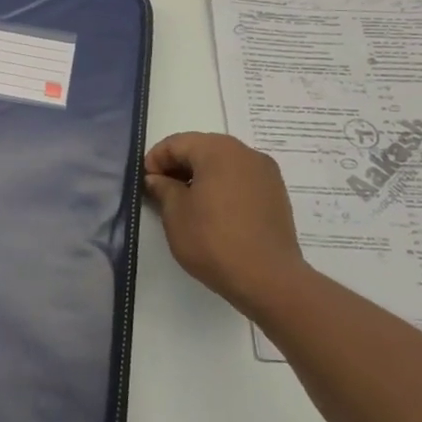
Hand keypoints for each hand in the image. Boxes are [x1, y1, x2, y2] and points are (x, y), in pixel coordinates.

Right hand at [142, 132, 313, 316]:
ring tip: (187, 203)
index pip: (177, 143)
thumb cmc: (213, 240)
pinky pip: (241, 179)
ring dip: (201, 176)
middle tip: (162, 191)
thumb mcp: (175, 213)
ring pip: (223, 163)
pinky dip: (222, 186)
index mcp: (218, 150)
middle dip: (179, 166)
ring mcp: (265, 173)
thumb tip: (157, 178)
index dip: (155, 160)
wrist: (268, 278)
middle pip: (202, 148)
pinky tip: (213, 212)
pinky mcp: (276, 193)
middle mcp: (245, 153)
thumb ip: (163, 188)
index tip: (146, 184)